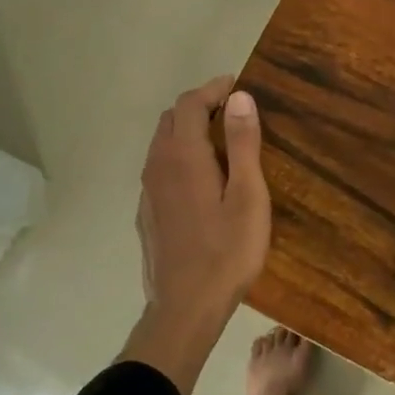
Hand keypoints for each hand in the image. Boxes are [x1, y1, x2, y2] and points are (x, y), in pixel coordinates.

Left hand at [120, 77, 270, 394]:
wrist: (185, 307)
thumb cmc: (226, 252)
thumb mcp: (248, 197)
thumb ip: (242, 144)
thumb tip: (240, 98)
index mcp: (182, 156)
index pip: (190, 103)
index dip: (214, 89)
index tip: (239, 87)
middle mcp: (157, 166)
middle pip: (172, 119)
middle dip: (200, 107)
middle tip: (234, 113)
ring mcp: (147, 191)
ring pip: (162, 145)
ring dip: (188, 132)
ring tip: (221, 142)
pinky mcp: (147, 213)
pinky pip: (160, 169)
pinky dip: (180, 157)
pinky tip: (202, 180)